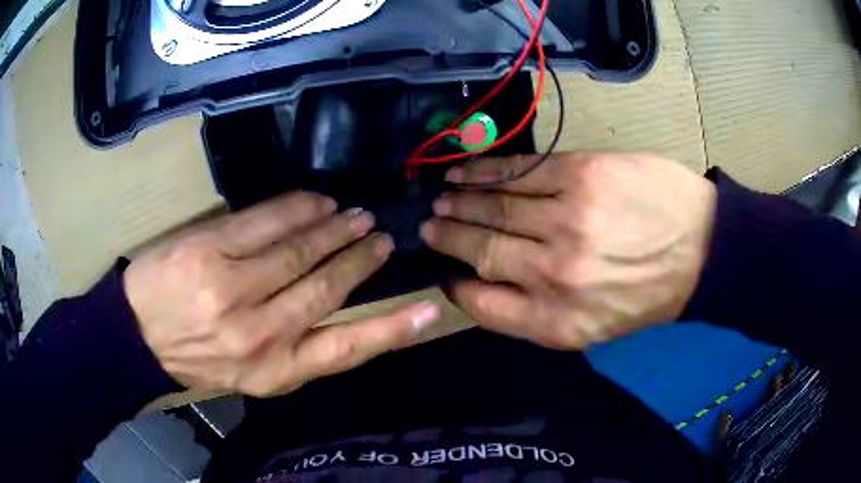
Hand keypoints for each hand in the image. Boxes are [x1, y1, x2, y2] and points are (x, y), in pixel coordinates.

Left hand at [124, 192, 439, 396]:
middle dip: (359, 259)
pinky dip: (297, 208)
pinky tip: (316, 202)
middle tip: (379, 236)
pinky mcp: (209, 250)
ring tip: (354, 216)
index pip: (345, 351)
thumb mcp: (251, 374)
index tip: (428, 309)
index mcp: (274, 371)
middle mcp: (259, 333)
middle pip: (325, 289)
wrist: (139, 337)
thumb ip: (296, 348)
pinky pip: (264, 221)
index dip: (391, 329)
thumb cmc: (198, 358)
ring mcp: (231, 288)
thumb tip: (338, 310)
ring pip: (299, 250)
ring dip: (333, 229)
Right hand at [421, 152, 714, 349]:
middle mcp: (554, 273)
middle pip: (481, 249)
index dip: (455, 287)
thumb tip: (481, 287)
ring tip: (440, 200)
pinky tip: (462, 172)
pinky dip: (483, 171)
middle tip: (428, 227)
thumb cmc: (650, 294)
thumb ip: (535, 316)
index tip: (442, 273)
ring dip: (459, 203)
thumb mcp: (594, 328)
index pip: (483, 305)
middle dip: (447, 238)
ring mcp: (566, 219)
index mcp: (557, 319)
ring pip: (494, 207)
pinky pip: (517, 172)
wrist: (703, 251)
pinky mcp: (580, 175)